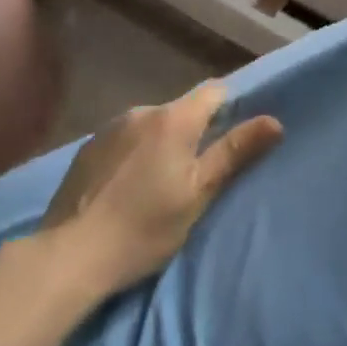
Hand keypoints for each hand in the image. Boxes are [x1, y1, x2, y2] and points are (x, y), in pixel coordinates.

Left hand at [42, 83, 284, 296]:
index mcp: (174, 119)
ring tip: (159, 183)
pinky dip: (135, 153)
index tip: (234, 138)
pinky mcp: (87, 147)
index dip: (230, 108)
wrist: (71, 254)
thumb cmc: (145, 227)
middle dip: (195, 132)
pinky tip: (127, 186)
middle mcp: (142, 111)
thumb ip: (234, 153)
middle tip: (197, 173)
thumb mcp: (199, 194)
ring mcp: (110, 127)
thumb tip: (274, 121)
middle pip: (182, 110)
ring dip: (162, 143)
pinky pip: (125, 139)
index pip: (214, 91)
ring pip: (152, 125)